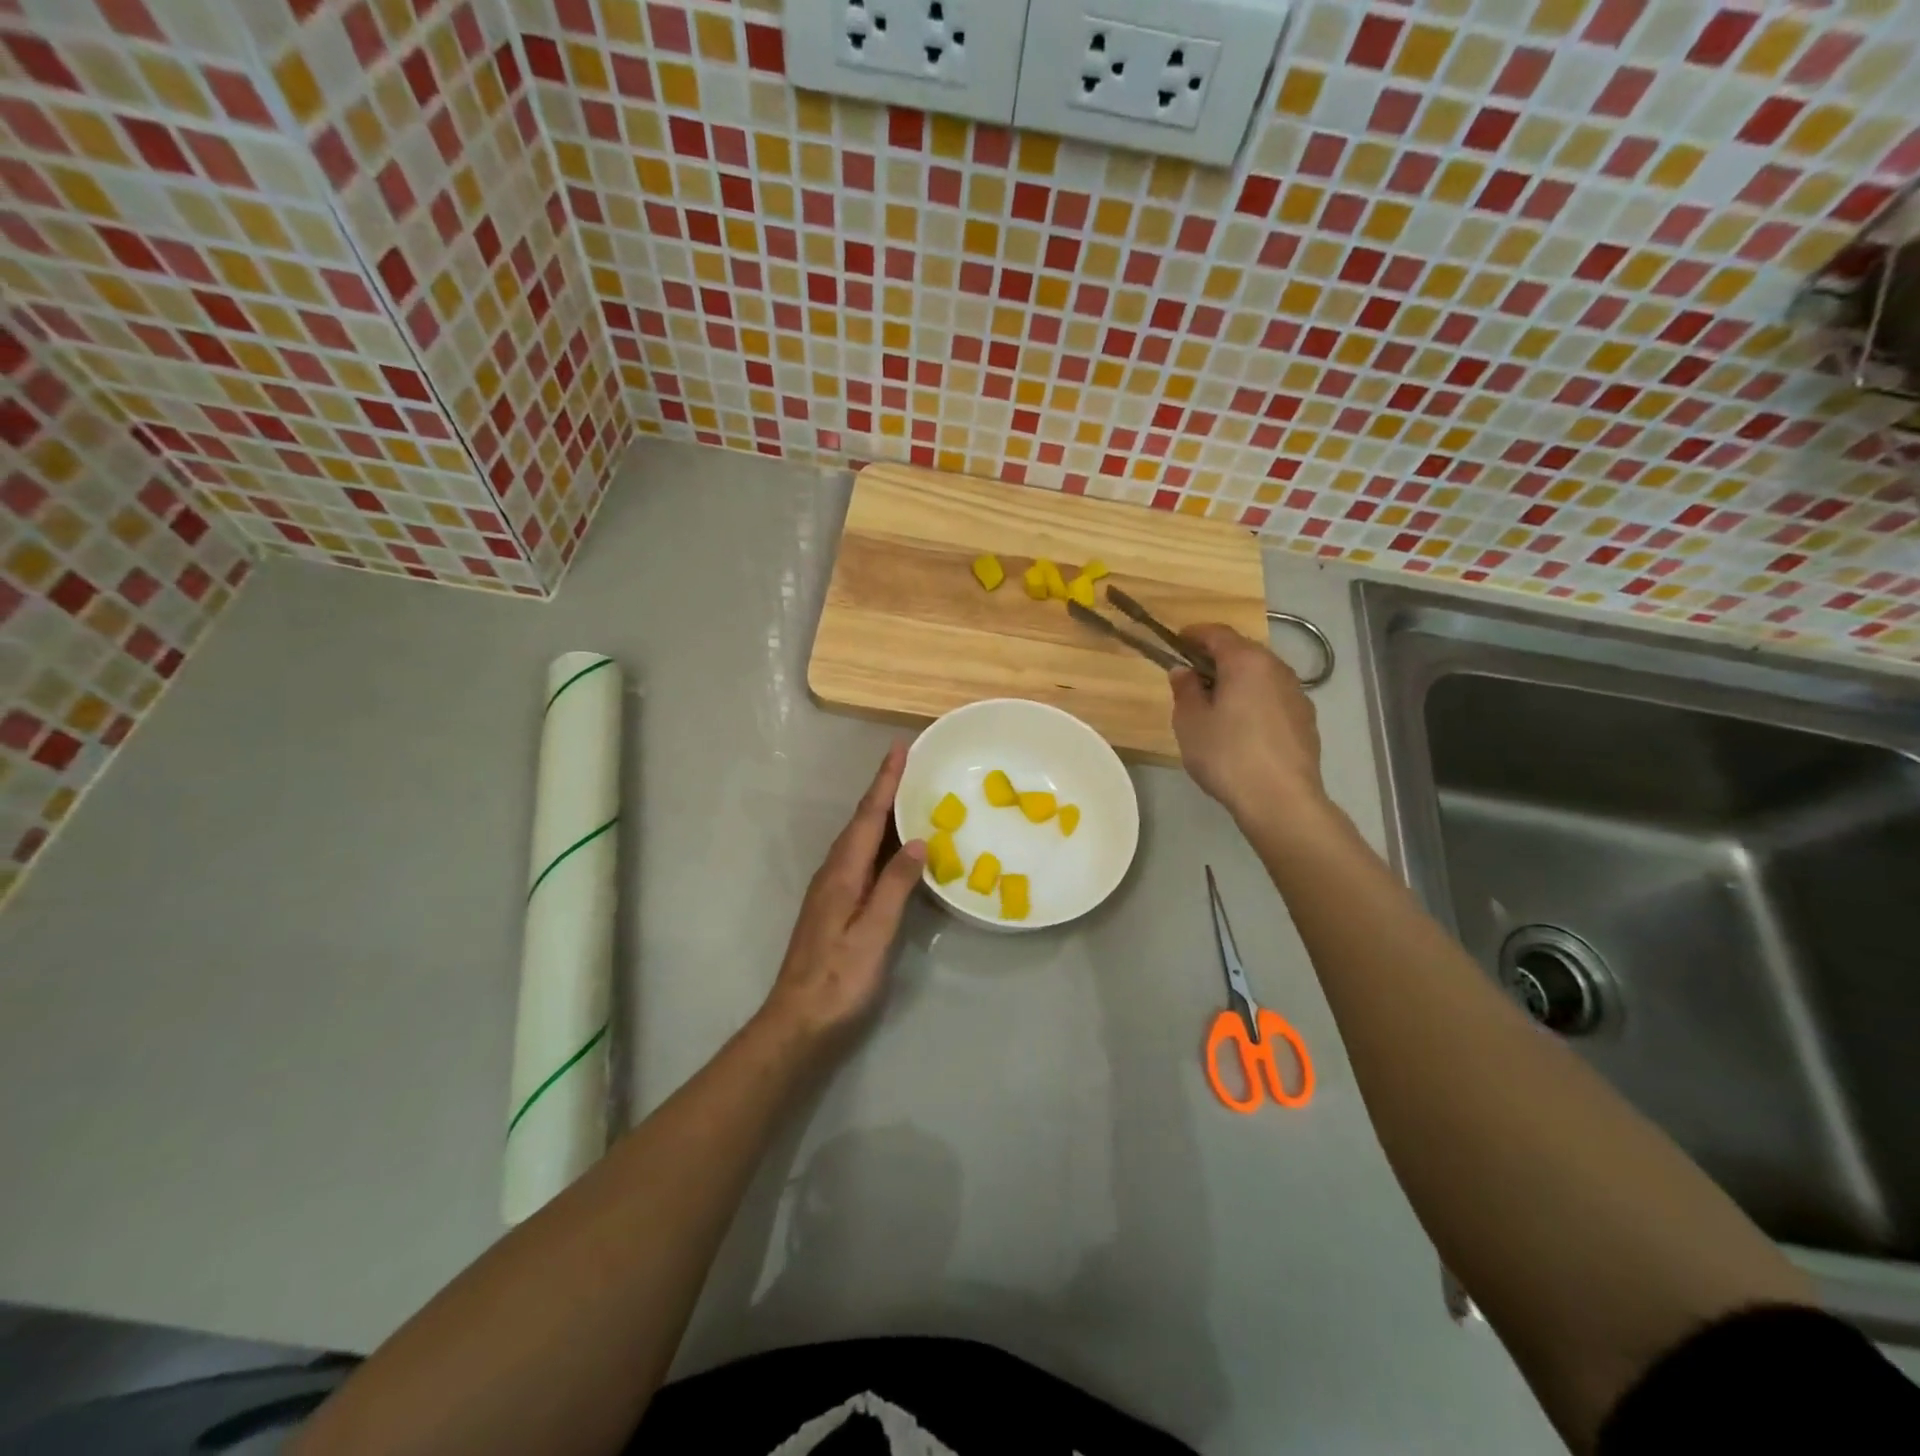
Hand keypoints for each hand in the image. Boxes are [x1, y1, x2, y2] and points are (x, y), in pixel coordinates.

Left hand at [759, 743, 925, 1047]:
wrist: (798, 1020)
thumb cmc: (840, 978)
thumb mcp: (874, 932)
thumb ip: (895, 884)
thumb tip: (917, 840)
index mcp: (843, 872)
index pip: (869, 816)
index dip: (886, 782)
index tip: (900, 748)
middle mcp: (834, 872)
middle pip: (862, 821)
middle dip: (884, 789)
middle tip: (909, 764)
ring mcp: (831, 889)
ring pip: (860, 838)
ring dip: (881, 812)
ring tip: (906, 795)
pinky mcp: (834, 905)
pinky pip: (861, 857)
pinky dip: (879, 841)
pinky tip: (893, 848)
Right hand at [1171, 623, 1326, 824]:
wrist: (1280, 799)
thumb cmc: (1227, 755)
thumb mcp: (1190, 722)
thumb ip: (1185, 690)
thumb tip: (1184, 671)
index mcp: (1246, 662)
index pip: (1218, 633)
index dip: (1194, 634)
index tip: (1177, 641)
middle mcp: (1277, 669)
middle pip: (1243, 652)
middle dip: (1216, 658)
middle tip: (1192, 676)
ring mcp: (1297, 694)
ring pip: (1261, 676)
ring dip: (1238, 681)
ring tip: (1216, 704)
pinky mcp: (1306, 720)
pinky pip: (1273, 698)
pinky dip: (1255, 701)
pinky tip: (1242, 727)